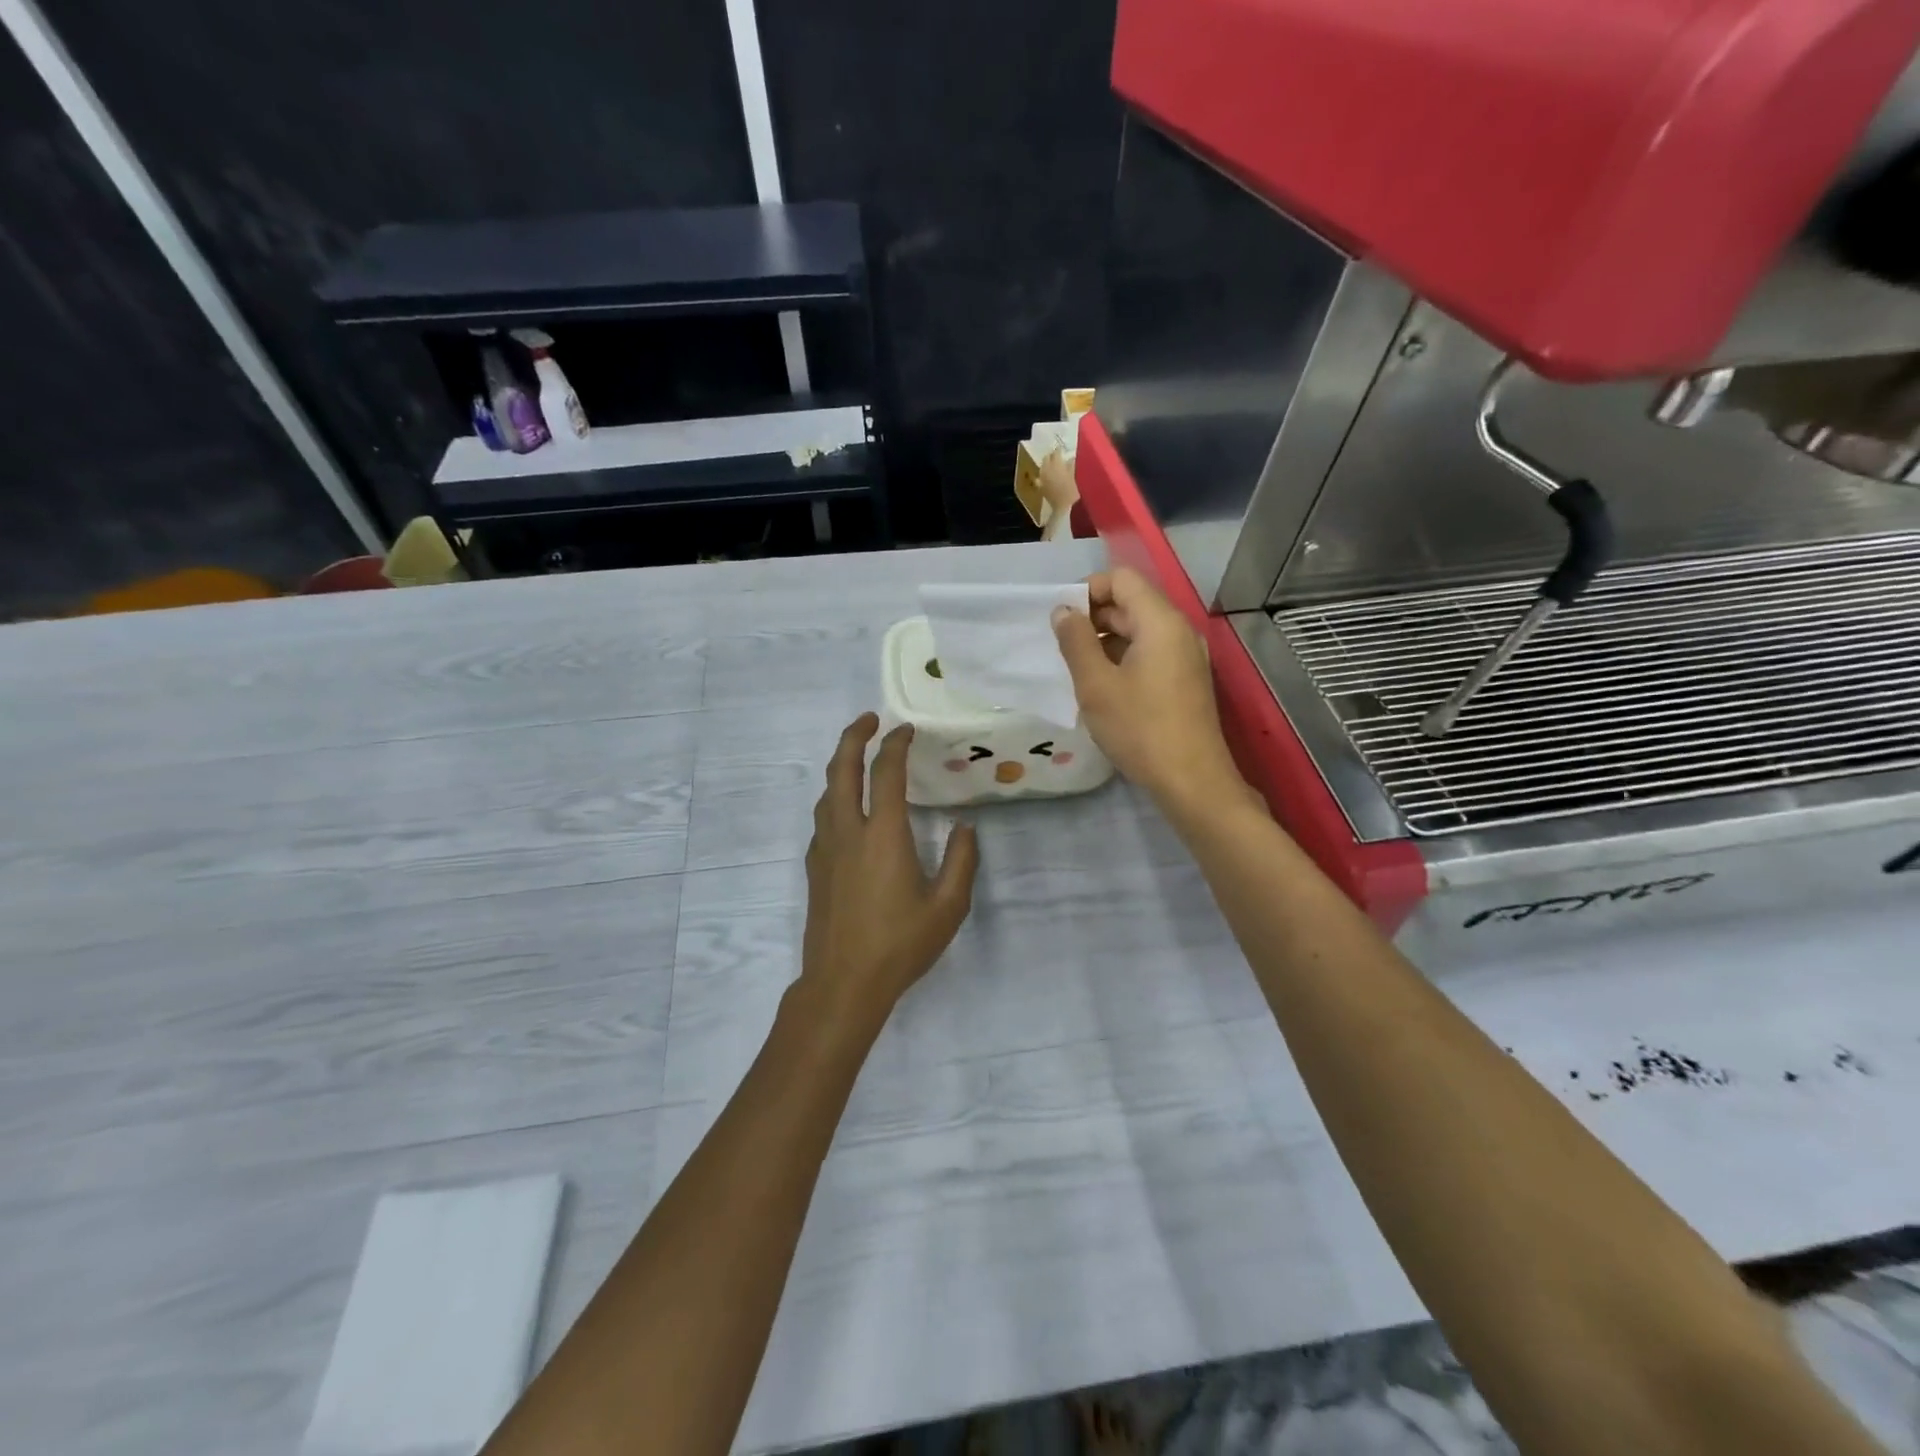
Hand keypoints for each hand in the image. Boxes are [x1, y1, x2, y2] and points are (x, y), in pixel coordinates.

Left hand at [801, 714, 978, 1033]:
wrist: (843, 983)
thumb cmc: (900, 945)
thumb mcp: (947, 907)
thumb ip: (961, 862)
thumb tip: (964, 828)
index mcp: (883, 835)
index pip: (885, 772)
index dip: (895, 744)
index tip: (906, 729)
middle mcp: (848, 832)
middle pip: (842, 769)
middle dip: (854, 737)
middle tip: (870, 720)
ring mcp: (825, 849)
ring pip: (826, 793)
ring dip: (841, 766)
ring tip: (858, 758)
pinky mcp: (814, 867)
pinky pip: (822, 818)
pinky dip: (835, 798)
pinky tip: (848, 811)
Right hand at [1052, 568, 1248, 813]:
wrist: (1192, 781)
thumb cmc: (1140, 729)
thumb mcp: (1096, 685)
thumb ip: (1075, 641)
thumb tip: (1062, 611)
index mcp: (1160, 622)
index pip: (1121, 579)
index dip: (1087, 590)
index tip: (1061, 619)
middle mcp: (1178, 630)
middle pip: (1131, 602)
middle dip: (1093, 617)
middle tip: (1062, 647)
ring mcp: (1185, 656)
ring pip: (1139, 630)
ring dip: (1105, 640)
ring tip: (1078, 669)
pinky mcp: (1185, 680)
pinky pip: (1150, 652)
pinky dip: (1123, 658)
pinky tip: (1103, 687)